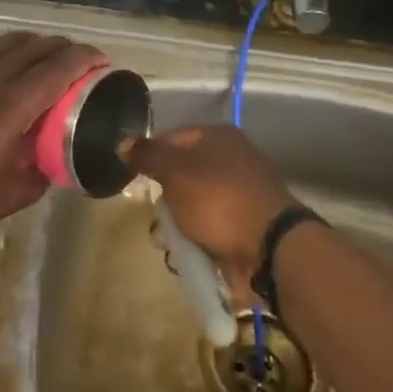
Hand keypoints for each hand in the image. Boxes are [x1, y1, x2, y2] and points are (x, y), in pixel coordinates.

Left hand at [0, 32, 104, 249]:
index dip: (82, 59)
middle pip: (31, 47)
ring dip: (31, 45)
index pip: (55, 69)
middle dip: (62, 47)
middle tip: (81, 62)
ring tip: (46, 59)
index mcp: (8, 108)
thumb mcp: (12, 196)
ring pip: (2, 45)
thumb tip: (55, 159)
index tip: (103, 61)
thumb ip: (41, 172)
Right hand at [128, 125, 293, 292]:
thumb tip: (123, 141)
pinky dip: (196, 240)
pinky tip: (185, 254)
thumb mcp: (175, 172)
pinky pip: (209, 229)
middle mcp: (232, 161)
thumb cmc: (218, 200)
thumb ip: (147, 156)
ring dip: (177, 225)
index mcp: (219, 138)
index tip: (134, 177)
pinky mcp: (244, 227)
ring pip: (193, 205)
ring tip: (168, 242)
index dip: (150, 155)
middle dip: (164, 198)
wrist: (270, 248)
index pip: (172, 137)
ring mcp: (240, 195)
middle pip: (182, 174)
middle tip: (155, 215)